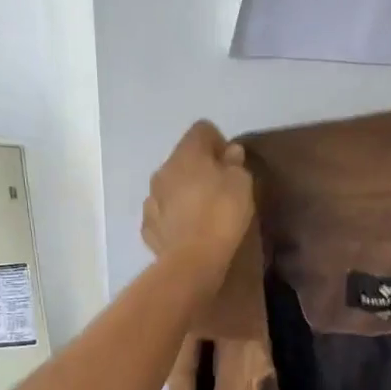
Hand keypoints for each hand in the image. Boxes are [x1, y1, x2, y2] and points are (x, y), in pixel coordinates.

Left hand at [143, 121, 255, 291]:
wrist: (193, 259)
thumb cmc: (222, 214)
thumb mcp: (242, 184)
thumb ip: (235, 164)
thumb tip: (230, 152)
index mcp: (187, 153)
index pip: (201, 130)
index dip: (218, 142)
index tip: (231, 163)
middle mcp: (163, 169)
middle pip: (183, 158)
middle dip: (199, 168)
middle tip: (220, 189)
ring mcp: (151, 199)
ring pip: (169, 186)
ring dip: (184, 193)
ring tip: (202, 213)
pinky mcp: (148, 226)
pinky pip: (162, 213)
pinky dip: (174, 218)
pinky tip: (188, 231)